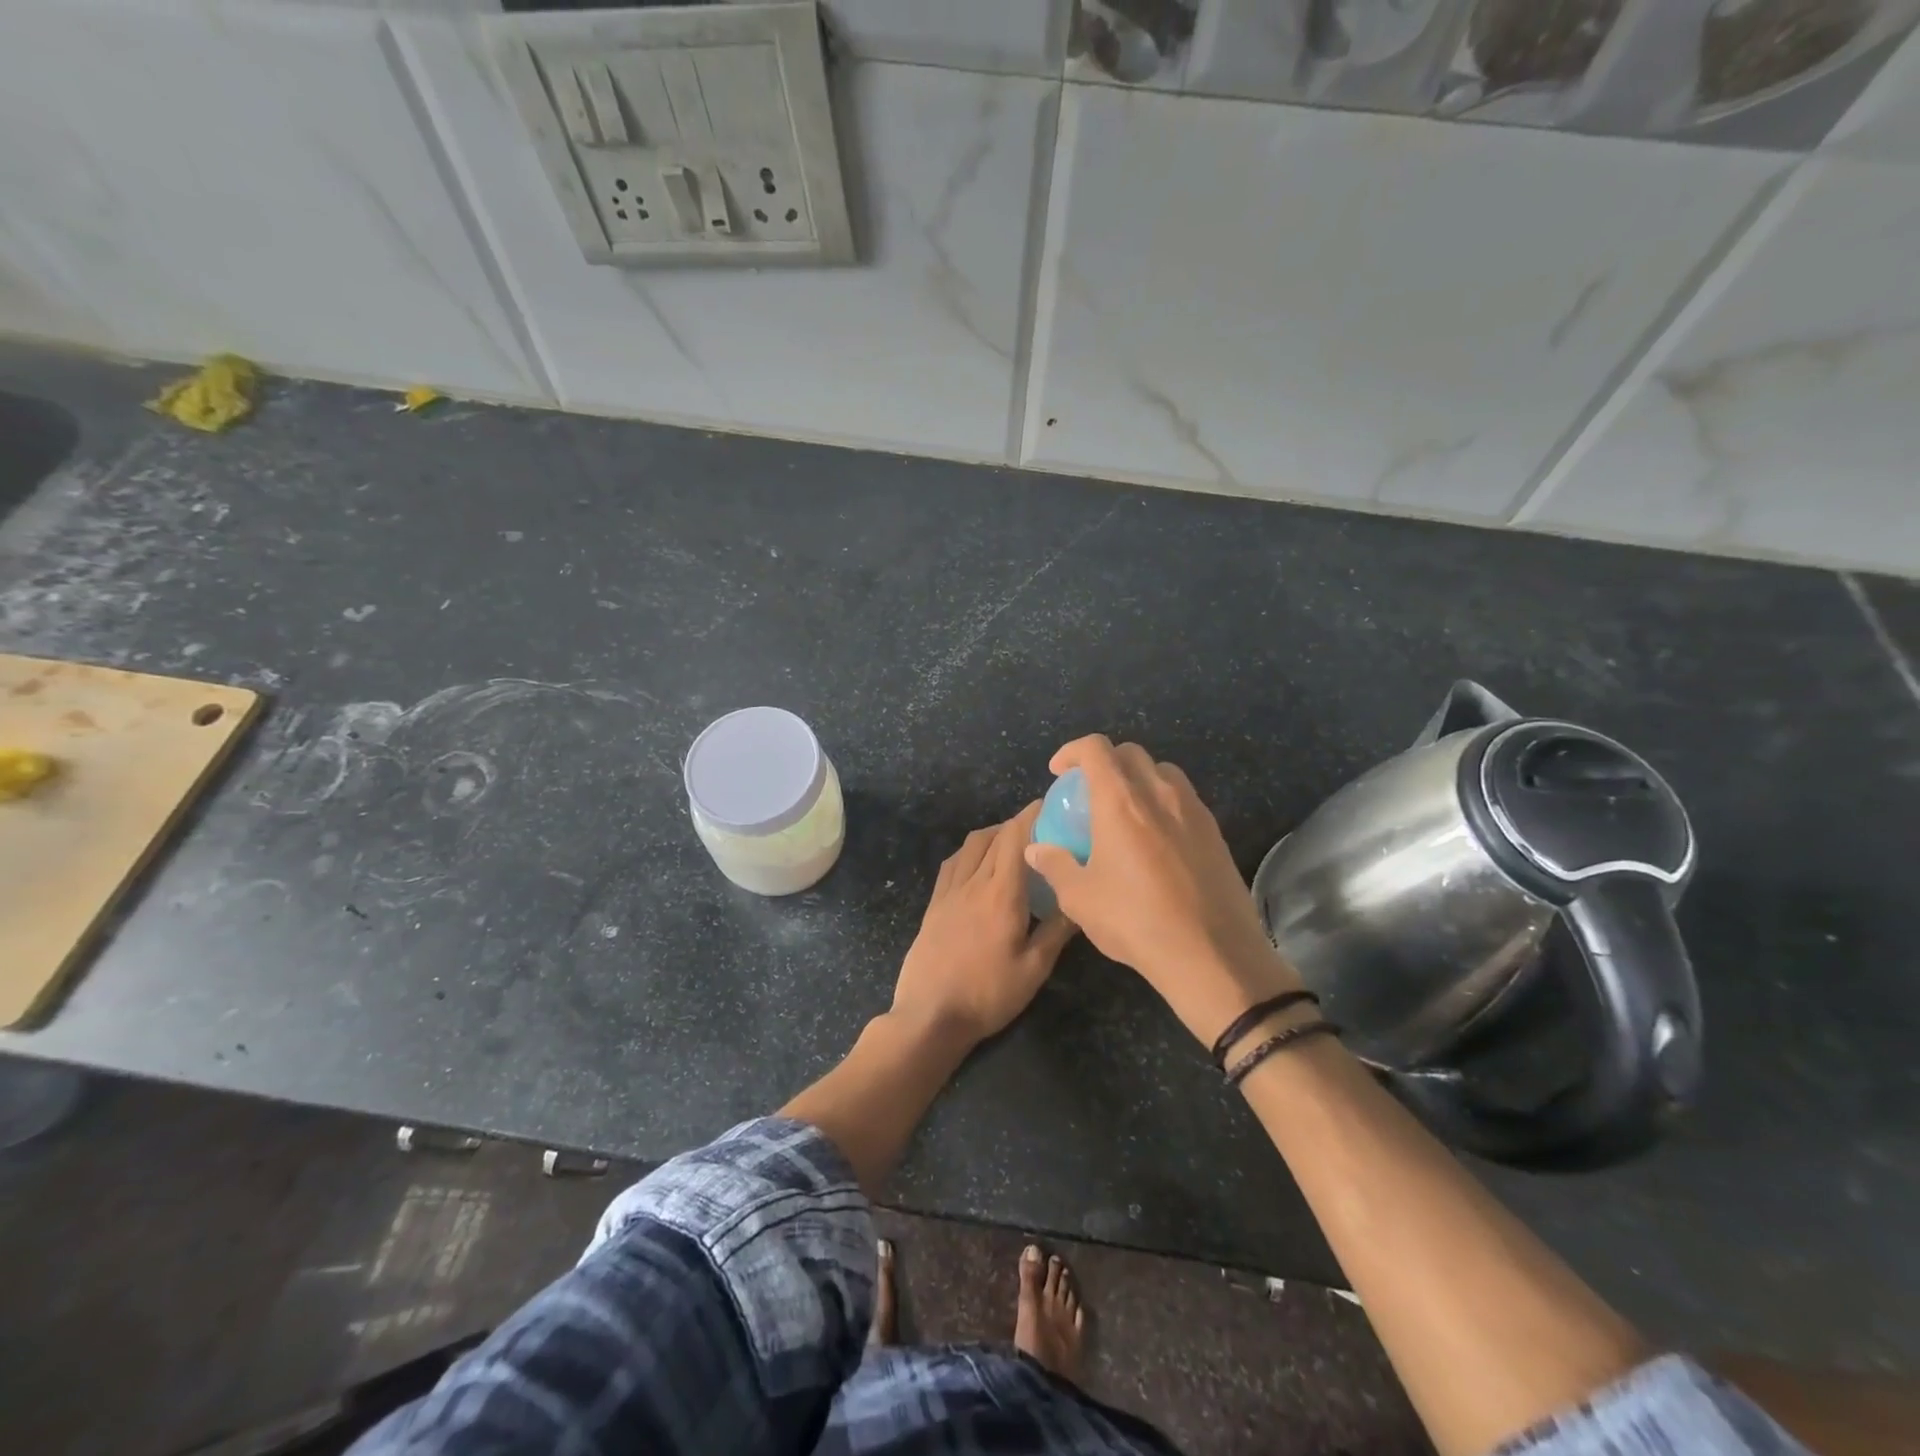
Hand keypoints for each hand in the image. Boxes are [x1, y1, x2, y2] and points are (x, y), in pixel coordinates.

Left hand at [892, 803, 1077, 1045]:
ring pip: (971, 845)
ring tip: (1013, 844)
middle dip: (1018, 823)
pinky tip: (979, 865)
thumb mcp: (1034, 969)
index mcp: (1001, 893)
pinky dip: (971, 852)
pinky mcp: (934, 904)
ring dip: (993, 834)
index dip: (1032, 814)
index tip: (1050, 803)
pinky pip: (952, 863)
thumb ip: (1057, 931)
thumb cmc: (988, 994)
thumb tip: (1081, 901)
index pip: (1016, 838)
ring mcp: (949, 891)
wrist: (930, 1014)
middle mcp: (973, 882)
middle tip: (1042, 826)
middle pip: (995, 836)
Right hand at [1023, 736, 1298, 1046]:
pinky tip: (1156, 840)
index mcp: (1121, 801)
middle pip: (1131, 753)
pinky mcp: (1216, 832)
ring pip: (1163, 772)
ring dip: (1138, 779)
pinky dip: (1163, 803)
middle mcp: (1159, 793)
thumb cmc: (1135, 921)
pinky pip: (1184, 800)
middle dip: (1105, 762)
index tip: (1058, 772)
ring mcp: (1193, 810)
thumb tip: (1036, 849)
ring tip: (1125, 811)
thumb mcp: (1080, 898)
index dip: (1072, 751)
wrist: (1211, 954)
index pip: (1096, 748)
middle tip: (1089, 792)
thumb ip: (1055, 865)